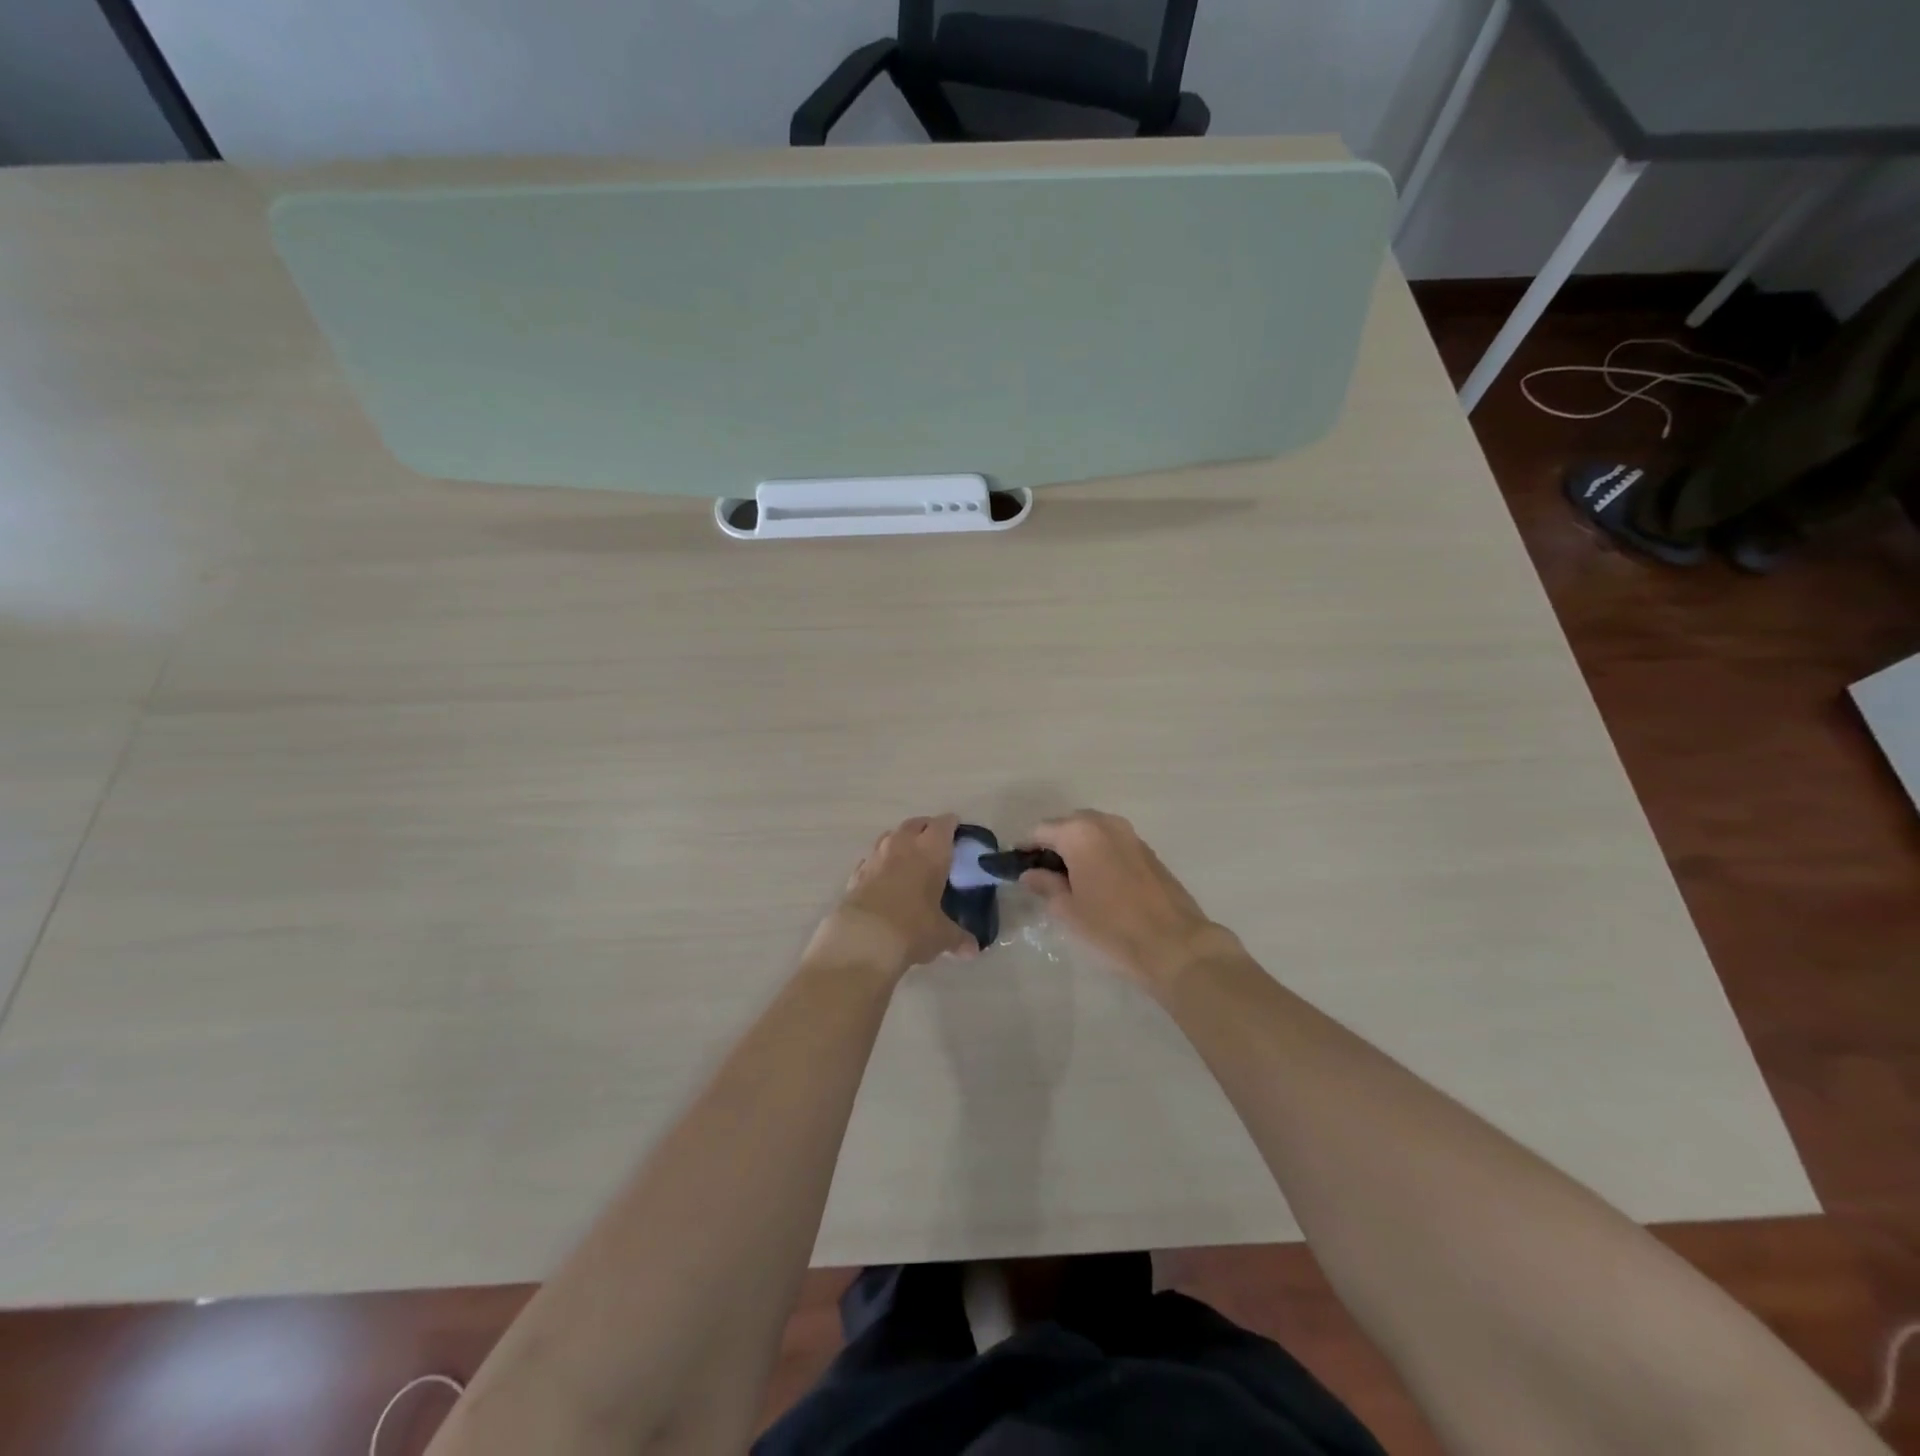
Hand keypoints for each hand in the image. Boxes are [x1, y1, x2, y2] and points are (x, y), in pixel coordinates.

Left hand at [805, 814, 977, 981]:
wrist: (863, 939)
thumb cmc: (912, 928)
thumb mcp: (941, 935)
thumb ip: (958, 938)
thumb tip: (972, 949)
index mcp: (931, 851)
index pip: (944, 824)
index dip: (952, 826)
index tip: (958, 833)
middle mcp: (902, 845)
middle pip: (916, 824)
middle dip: (927, 829)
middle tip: (936, 844)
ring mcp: (875, 856)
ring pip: (890, 836)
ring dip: (901, 841)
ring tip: (909, 858)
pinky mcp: (856, 873)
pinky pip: (872, 859)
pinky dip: (880, 863)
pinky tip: (884, 878)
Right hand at [1019, 810, 1239, 992]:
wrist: (1174, 945)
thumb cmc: (1112, 928)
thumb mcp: (1068, 910)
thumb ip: (1045, 885)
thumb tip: (1031, 873)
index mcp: (1079, 833)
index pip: (1040, 831)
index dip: (1025, 848)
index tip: (1017, 868)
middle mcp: (1104, 823)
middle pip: (1067, 826)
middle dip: (1052, 845)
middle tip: (1042, 875)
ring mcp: (1129, 834)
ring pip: (1092, 832)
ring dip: (1077, 848)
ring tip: (1069, 879)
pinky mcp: (1147, 850)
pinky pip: (1111, 842)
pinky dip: (1098, 853)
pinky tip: (1097, 881)